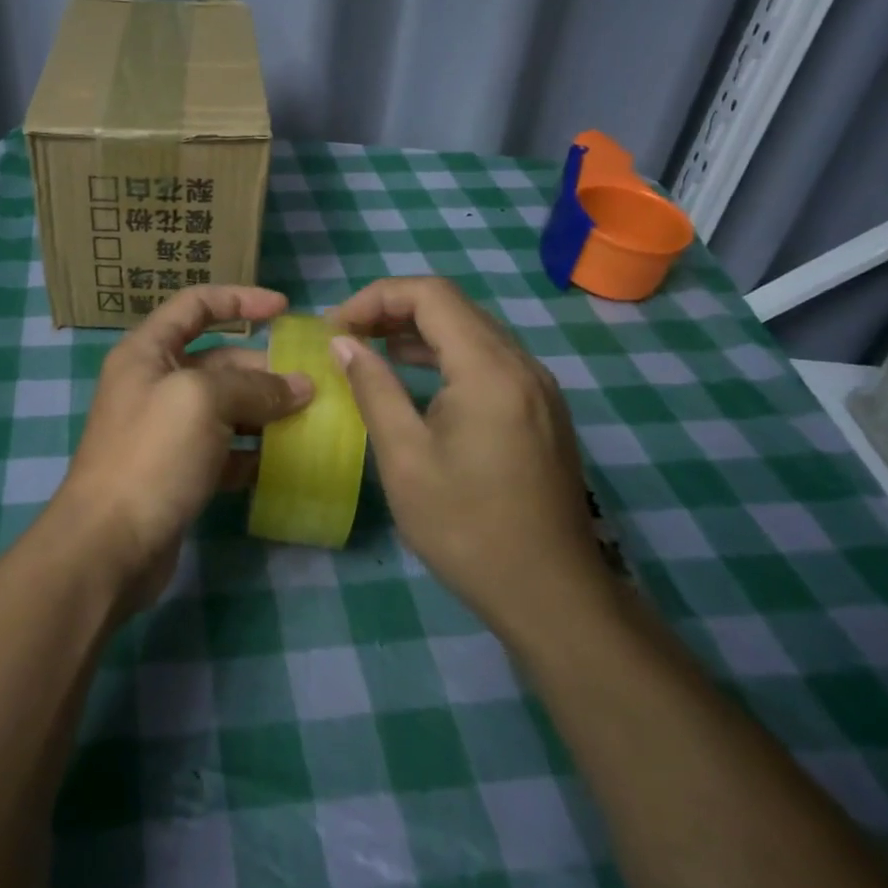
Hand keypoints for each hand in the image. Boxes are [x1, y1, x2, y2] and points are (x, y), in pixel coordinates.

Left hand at [50, 285, 312, 612]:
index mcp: (147, 352)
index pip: (195, 305)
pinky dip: (251, 452)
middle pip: (217, 361)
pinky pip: (223, 450)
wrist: (108, 546)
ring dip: (264, 411)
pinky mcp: (177, 472)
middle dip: (263, 368)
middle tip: (311, 386)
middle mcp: (154, 384)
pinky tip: (283, 462)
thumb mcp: (203, 402)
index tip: (284, 309)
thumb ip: (254, 386)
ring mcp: (165, 431)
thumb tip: (301, 387)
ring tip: (308, 421)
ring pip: (224, 408)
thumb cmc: (151, 455)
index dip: (239, 300)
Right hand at [327, 277, 612, 646]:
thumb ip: (373, 389)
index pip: (430, 294)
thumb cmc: (467, 527)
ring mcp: (537, 387)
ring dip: (417, 331)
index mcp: (489, 369)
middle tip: (346, 336)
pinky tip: (415, 380)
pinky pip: (487, 359)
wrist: (551, 593)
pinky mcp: (540, 409)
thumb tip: (343, 343)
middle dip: (393, 310)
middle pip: (453, 306)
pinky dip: (444, 356)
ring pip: (471, 331)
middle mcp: (521, 364)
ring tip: (369, 351)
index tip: (336, 328)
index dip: (376, 297)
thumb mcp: (405, 458)